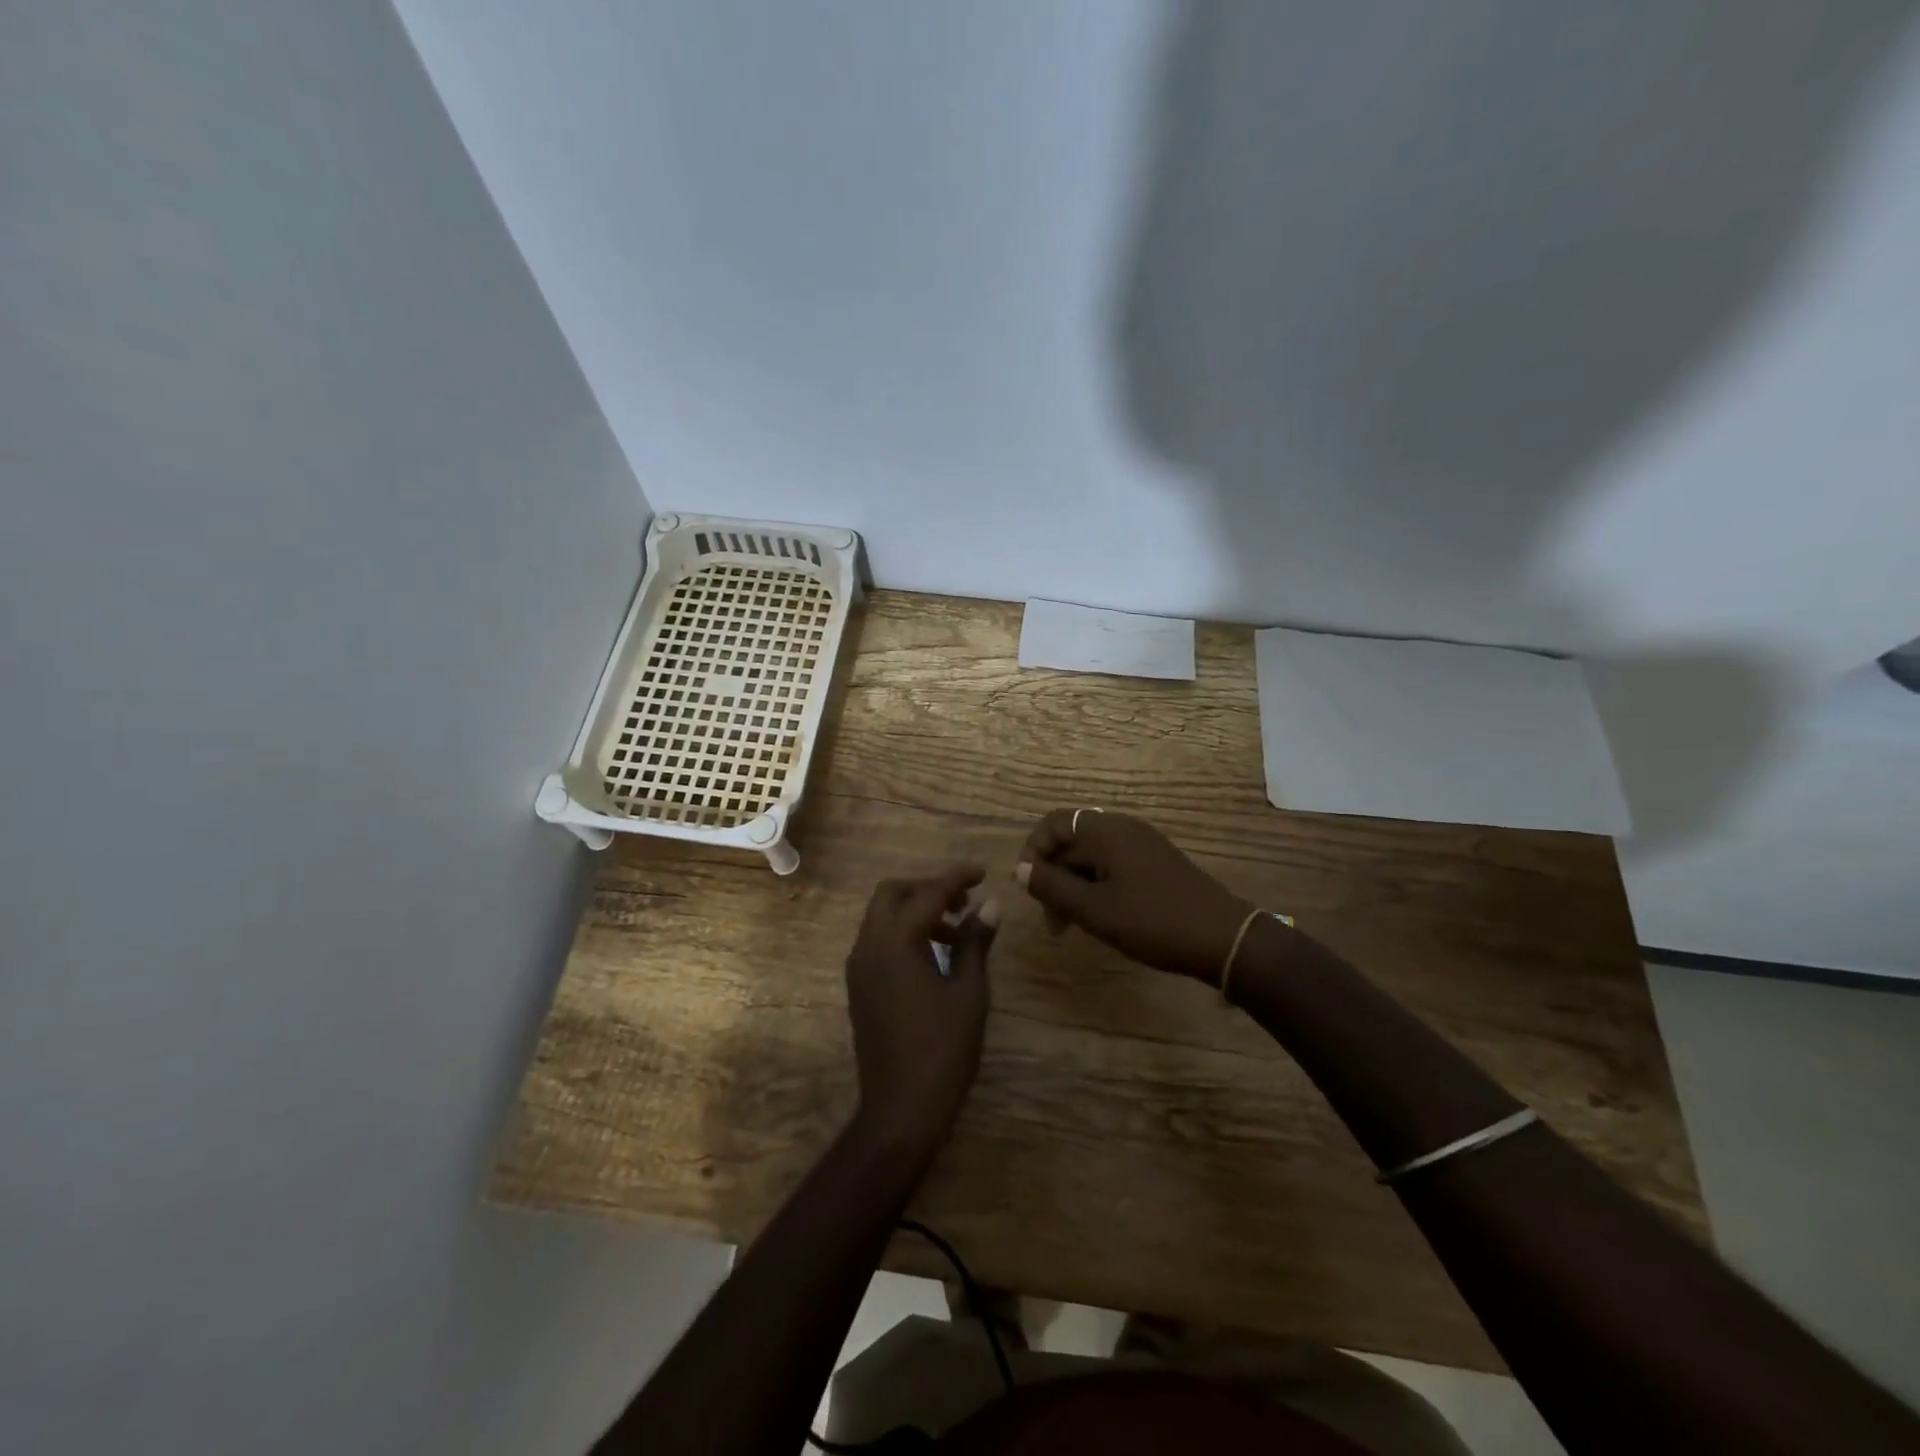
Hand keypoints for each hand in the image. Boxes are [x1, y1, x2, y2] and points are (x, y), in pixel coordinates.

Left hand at [845, 866, 998, 1152]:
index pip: (927, 893)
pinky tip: (933, 955)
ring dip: (915, 911)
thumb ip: (975, 942)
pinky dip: (904, 933)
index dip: (956, 878)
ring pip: (882, 917)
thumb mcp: (968, 992)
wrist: (901, 1109)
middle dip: (927, 888)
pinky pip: (878, 941)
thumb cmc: (942, 1049)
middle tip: (963, 900)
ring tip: (956, 930)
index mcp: (894, 942)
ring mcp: (859, 968)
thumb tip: (991, 906)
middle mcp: (868, 946)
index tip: (982, 873)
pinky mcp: (859, 987)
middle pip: (892, 894)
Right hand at [1014, 809, 1254, 982]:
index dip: (1033, 851)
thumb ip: (1052, 887)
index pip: (1053, 823)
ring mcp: (1142, 845)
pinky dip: (1096, 888)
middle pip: (1071, 842)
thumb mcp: (1094, 909)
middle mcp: (1122, 828)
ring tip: (1072, 927)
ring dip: (1074, 887)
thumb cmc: (1153, 921)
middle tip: (1053, 923)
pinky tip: (1101, 919)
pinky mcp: (1155, 864)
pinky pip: (1112, 866)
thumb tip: (1019, 869)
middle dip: (1053, 877)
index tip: (1029, 889)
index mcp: (1105, 831)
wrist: (1223, 938)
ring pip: (1091, 858)